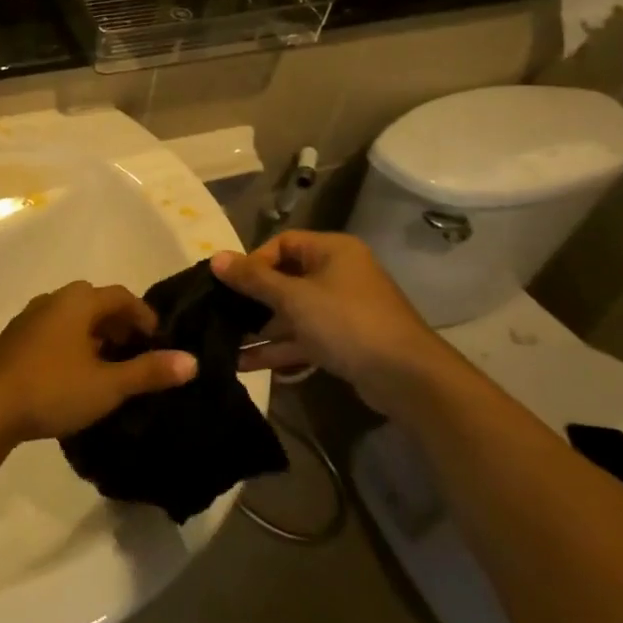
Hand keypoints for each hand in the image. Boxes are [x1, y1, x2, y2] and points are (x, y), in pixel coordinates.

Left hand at [0, 282, 195, 444]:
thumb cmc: (52, 388)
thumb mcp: (107, 385)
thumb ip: (149, 372)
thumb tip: (191, 361)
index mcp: (77, 301)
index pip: (121, 296)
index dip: (144, 316)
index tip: (159, 341)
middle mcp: (53, 299)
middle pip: (95, 302)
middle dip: (119, 324)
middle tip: (136, 352)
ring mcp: (30, 318)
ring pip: (72, 317)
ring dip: (94, 334)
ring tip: (109, 366)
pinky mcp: (14, 339)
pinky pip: (53, 331)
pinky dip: (72, 343)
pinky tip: (74, 374)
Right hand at [214, 232, 453, 415]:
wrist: (407, 378)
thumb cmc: (347, 322)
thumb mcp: (294, 297)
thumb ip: (253, 279)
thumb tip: (216, 258)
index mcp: (331, 251)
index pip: (282, 243)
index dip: (254, 261)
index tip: (230, 284)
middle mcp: (338, 274)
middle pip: (285, 279)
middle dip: (253, 300)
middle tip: (221, 314)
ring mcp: (342, 310)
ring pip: (292, 314)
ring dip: (261, 330)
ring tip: (224, 345)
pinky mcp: (344, 342)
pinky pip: (304, 338)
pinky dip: (280, 349)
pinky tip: (247, 365)